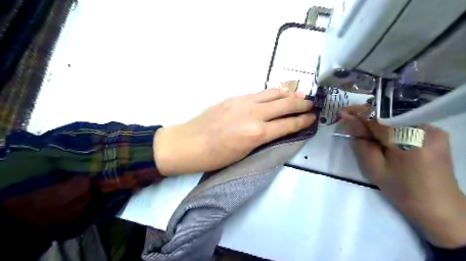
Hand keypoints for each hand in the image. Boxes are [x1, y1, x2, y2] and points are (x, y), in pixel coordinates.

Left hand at [151, 89, 314, 176]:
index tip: (313, 118)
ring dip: (289, 94)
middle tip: (312, 104)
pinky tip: (278, 94)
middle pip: (285, 104)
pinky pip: (260, 93)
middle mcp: (254, 114)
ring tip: (300, 95)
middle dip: (301, 104)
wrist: (189, 143)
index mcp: (256, 133)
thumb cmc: (216, 156)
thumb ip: (263, 138)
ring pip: (273, 93)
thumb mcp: (244, 153)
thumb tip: (278, 129)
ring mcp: (244, 102)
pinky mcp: (235, 97)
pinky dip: (273, 93)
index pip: (288, 124)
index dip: (303, 121)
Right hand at [341, 105, 465, 247]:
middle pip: (388, 115)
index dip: (358, 114)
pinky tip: (384, 138)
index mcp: (408, 139)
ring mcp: (433, 129)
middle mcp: (424, 128)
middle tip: (351, 123)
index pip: (377, 118)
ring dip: (379, 123)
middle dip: (368, 118)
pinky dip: (391, 128)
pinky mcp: (436, 134)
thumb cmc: (402, 190)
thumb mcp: (374, 168)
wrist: (438, 207)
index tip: (343, 113)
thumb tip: (349, 121)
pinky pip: (407, 124)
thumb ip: (361, 142)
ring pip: (396, 119)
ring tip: (366, 133)